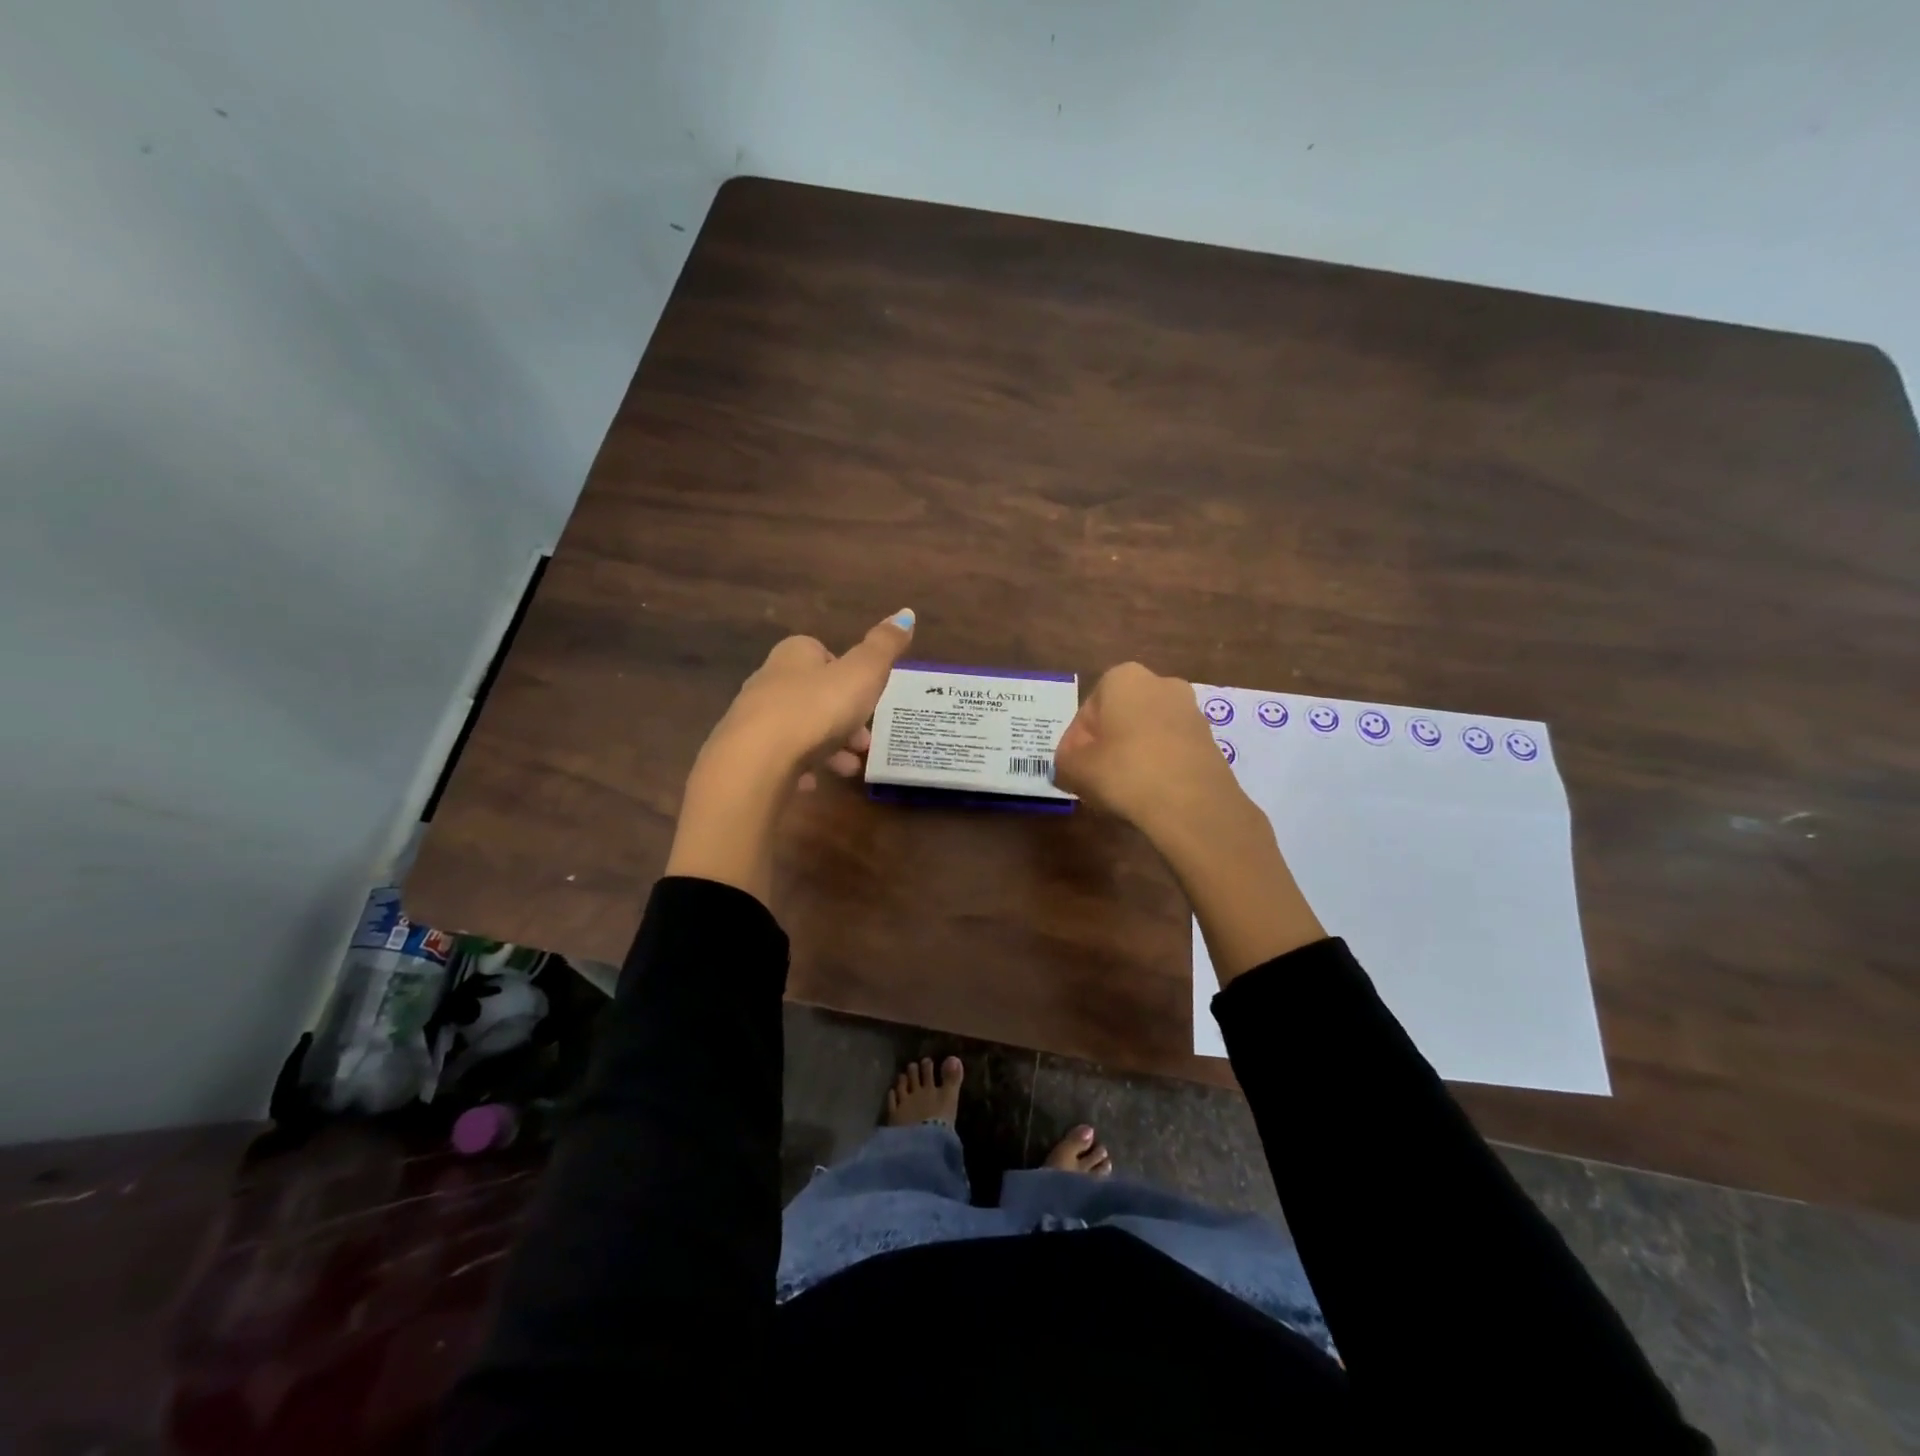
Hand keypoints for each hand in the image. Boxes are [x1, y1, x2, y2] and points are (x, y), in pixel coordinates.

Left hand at [665, 609, 915, 903]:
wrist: (756, 761)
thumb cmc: (816, 709)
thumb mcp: (863, 674)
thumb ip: (884, 646)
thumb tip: (906, 613)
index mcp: (795, 655)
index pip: (822, 653)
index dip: (847, 674)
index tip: (867, 698)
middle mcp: (769, 680)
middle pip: (812, 694)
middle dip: (842, 717)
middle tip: (864, 742)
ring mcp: (753, 719)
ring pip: (798, 728)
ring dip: (826, 747)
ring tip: (849, 769)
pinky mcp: (745, 754)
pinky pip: (778, 758)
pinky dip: (799, 768)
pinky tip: (814, 784)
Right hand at [1053, 662, 1244, 840]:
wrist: (1192, 804)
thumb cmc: (1124, 772)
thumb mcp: (1074, 769)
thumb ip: (1064, 762)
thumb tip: (1070, 766)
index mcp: (1124, 678)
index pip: (1087, 711)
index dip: (1075, 743)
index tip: (1074, 769)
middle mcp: (1161, 683)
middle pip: (1119, 718)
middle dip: (1106, 744)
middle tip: (1095, 778)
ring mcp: (1191, 710)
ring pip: (1147, 733)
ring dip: (1133, 755)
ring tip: (1122, 790)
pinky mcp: (1210, 739)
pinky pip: (1171, 749)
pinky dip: (1158, 765)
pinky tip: (1150, 793)